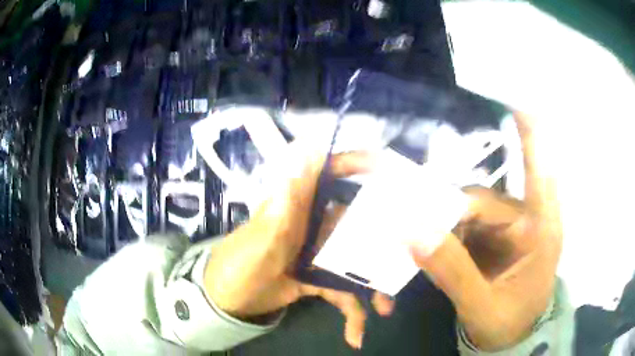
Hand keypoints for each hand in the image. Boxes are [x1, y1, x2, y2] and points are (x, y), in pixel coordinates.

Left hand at [204, 140, 393, 348]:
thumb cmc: (239, 264)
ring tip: (385, 308)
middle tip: (406, 253)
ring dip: (372, 286)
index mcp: (298, 207)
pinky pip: (342, 292)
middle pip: (355, 221)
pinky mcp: (318, 279)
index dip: (354, 163)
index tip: (384, 165)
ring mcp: (318, 254)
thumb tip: (301, 154)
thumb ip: (282, 207)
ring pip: (355, 261)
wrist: (229, 299)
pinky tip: (355, 336)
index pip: (328, 173)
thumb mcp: (260, 239)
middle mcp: (313, 225)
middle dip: (382, 237)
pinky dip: (351, 313)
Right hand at [409, 113, 561, 350]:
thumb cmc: (508, 324)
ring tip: (419, 247)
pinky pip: (465, 225)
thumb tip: (413, 231)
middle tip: (413, 233)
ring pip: (468, 210)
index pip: (538, 171)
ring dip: (442, 226)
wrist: (511, 337)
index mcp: (540, 231)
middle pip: (483, 199)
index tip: (513, 99)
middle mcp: (526, 220)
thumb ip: (452, 271)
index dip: (528, 133)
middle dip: (446, 214)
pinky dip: (445, 234)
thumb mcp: (481, 306)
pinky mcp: (494, 237)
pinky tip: (432, 249)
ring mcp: (509, 228)